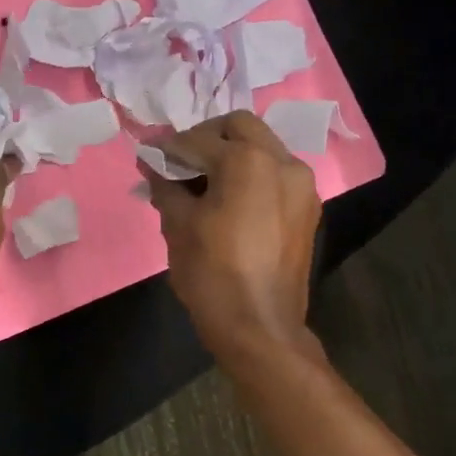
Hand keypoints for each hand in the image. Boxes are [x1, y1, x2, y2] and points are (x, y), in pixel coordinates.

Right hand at [141, 112, 321, 357]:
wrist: (260, 328)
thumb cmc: (212, 275)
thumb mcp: (178, 225)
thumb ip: (165, 184)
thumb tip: (152, 162)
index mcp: (248, 160)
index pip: (197, 140)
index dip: (167, 147)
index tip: (148, 156)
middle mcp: (282, 161)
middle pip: (239, 127)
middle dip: (205, 138)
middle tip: (180, 162)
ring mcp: (301, 184)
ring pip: (262, 147)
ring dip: (231, 154)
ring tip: (203, 182)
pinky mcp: (307, 207)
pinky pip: (276, 173)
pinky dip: (251, 174)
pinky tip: (229, 198)